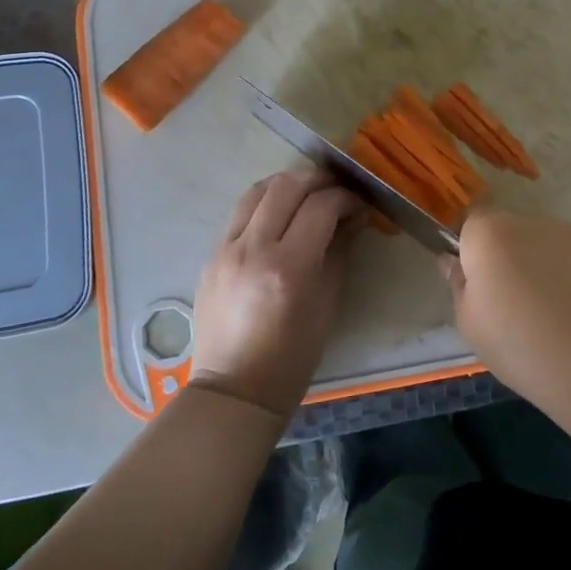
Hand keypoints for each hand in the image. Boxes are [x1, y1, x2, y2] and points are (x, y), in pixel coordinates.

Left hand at [191, 171, 361, 418]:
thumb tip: (353, 216)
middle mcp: (253, 248)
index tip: (359, 205)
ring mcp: (226, 249)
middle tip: (336, 190)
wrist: (234, 389)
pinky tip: (280, 214)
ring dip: (287, 184)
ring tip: (308, 193)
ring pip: (257, 190)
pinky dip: (265, 202)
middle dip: (317, 180)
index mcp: (288, 267)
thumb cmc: (292, 356)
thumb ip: (338, 251)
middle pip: (286, 186)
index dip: (345, 198)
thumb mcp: (327, 303)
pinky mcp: (211, 254)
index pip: (321, 206)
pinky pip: (240, 212)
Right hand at [439, 209, 570, 385]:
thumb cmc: (520, 344)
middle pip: (511, 233)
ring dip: (544, 267)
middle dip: (509, 258)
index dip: (472, 251)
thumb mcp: (470, 324)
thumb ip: (459, 285)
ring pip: (547, 245)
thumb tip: (452, 262)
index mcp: (490, 233)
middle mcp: (531, 222)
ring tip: (553, 315)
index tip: (478, 285)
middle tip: (514, 306)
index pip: (471, 223)